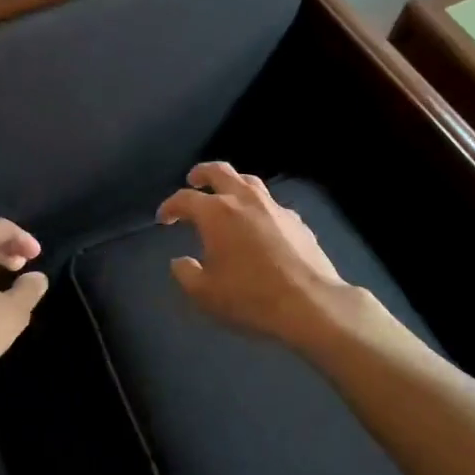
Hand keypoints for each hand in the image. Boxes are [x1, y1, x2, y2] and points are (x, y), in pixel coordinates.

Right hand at [157, 163, 365, 349]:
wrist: (310, 303)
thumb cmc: (250, 297)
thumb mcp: (205, 294)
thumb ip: (186, 274)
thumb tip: (180, 261)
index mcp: (216, 213)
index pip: (184, 199)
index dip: (170, 206)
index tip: (164, 218)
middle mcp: (244, 200)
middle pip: (219, 171)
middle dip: (202, 173)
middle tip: (193, 180)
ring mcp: (274, 207)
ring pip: (249, 181)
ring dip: (232, 184)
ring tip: (226, 195)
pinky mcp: (296, 220)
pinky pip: (271, 204)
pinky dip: (258, 207)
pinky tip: (259, 224)